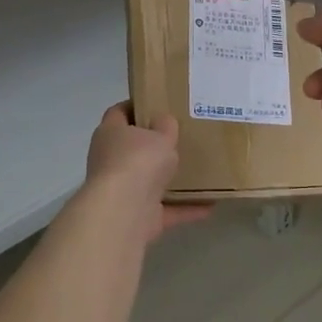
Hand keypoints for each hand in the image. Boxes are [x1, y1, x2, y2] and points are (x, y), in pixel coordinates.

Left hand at [83, 103, 212, 240]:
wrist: (124, 211)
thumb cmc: (138, 160)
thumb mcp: (160, 134)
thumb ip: (165, 126)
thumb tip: (164, 122)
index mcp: (110, 133)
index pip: (119, 112)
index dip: (137, 106)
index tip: (160, 104)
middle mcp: (111, 160)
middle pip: (133, 148)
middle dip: (155, 146)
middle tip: (182, 137)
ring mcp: (122, 190)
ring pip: (148, 181)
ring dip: (170, 180)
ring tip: (198, 172)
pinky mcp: (136, 216)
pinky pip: (165, 210)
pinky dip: (185, 209)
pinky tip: (210, 205)